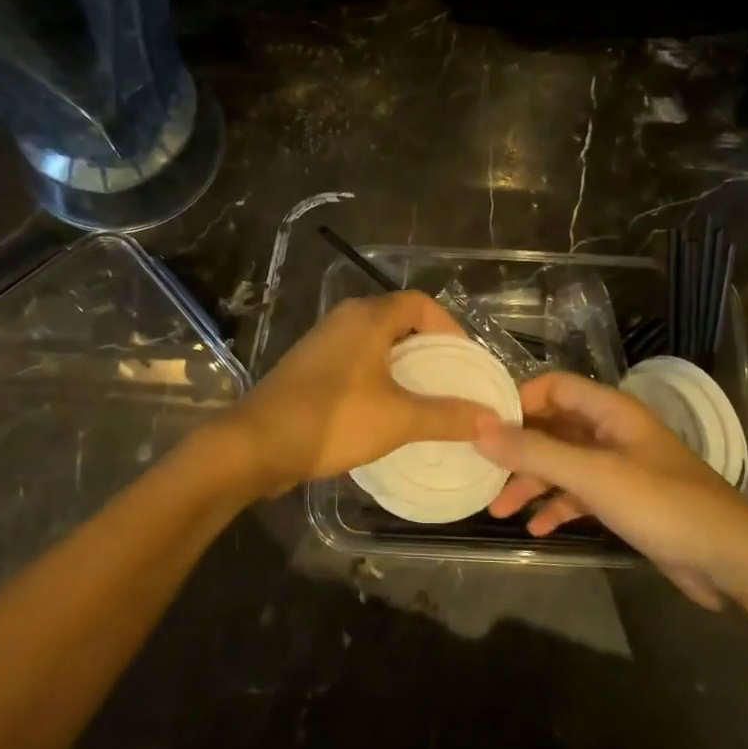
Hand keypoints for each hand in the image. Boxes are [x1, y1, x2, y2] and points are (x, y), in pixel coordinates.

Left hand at [223, 292, 491, 496]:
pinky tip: (387, 411)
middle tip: (452, 382)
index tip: (466, 361)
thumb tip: (492, 419)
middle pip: (399, 321)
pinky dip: (379, 378)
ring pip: (376, 344)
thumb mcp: (398, 419)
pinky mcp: (309, 368)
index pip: (421, 303)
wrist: (255, 444)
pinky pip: (356, 362)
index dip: (449, 327)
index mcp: (368, 317)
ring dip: (403, 366)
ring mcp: (323, 343)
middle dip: (429, 349)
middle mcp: (345, 320)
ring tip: (426, 399)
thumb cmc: (331, 420)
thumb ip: (447, 416)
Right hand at [473, 372, 747, 609]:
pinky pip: (578, 494)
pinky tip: (536, 529)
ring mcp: (618, 467)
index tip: (482, 427)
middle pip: (552, 427)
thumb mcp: (593, 476)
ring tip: (497, 509)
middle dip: (516, 449)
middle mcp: (611, 432)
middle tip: (480, 472)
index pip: (553, 387)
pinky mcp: (624, 500)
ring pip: (561, 464)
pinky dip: (555, 506)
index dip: (518, 401)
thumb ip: (535, 451)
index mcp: (610, 411)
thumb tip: (478, 429)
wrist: (730, 560)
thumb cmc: (662, 504)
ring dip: (530, 483)